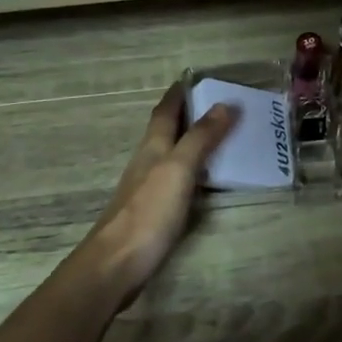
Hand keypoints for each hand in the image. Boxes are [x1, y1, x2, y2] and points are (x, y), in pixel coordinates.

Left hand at [76, 84, 236, 302]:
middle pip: (166, 131)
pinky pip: (176, 180)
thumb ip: (200, 138)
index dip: (178, 94)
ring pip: (170, 156)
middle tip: (217, 105)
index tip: (194, 78)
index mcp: (152, 147)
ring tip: (220, 138)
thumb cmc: (148, 212)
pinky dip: (192, 171)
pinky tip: (205, 181)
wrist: (117, 264)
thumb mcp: (178, 169)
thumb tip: (224, 104)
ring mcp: (147, 189)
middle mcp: (147, 163)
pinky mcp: (153, 212)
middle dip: (187, 115)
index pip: (165, 112)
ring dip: (191, 143)